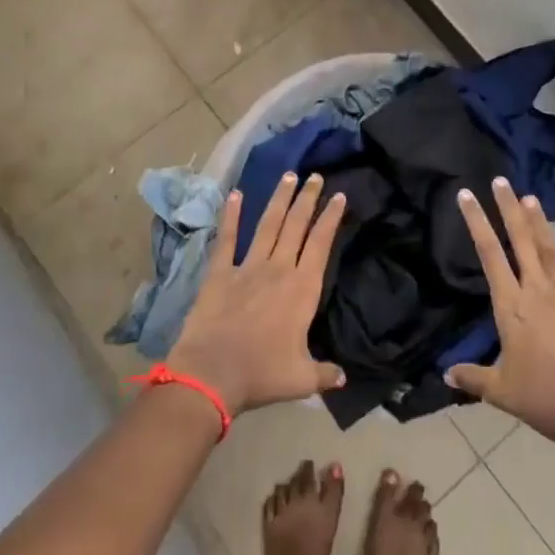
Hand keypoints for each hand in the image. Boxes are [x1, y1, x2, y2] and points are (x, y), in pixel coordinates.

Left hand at [168, 172, 348, 415]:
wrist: (212, 373)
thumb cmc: (262, 374)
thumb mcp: (302, 379)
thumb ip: (324, 373)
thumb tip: (342, 377)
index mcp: (303, 289)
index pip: (321, 243)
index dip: (330, 218)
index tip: (338, 196)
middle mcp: (279, 268)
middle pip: (296, 225)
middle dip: (307, 199)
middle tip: (315, 176)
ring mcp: (247, 266)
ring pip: (268, 224)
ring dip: (279, 199)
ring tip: (289, 176)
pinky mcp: (220, 272)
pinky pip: (227, 238)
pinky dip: (231, 215)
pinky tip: (234, 194)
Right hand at [447, 179, 554, 452]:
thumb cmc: (542, 398)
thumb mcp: (500, 391)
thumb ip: (472, 377)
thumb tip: (446, 373)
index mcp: (511, 305)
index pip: (488, 254)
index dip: (476, 222)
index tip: (467, 194)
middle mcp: (538, 291)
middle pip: (520, 240)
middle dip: (509, 208)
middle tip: (501, 181)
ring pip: (551, 251)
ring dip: (540, 224)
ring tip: (532, 198)